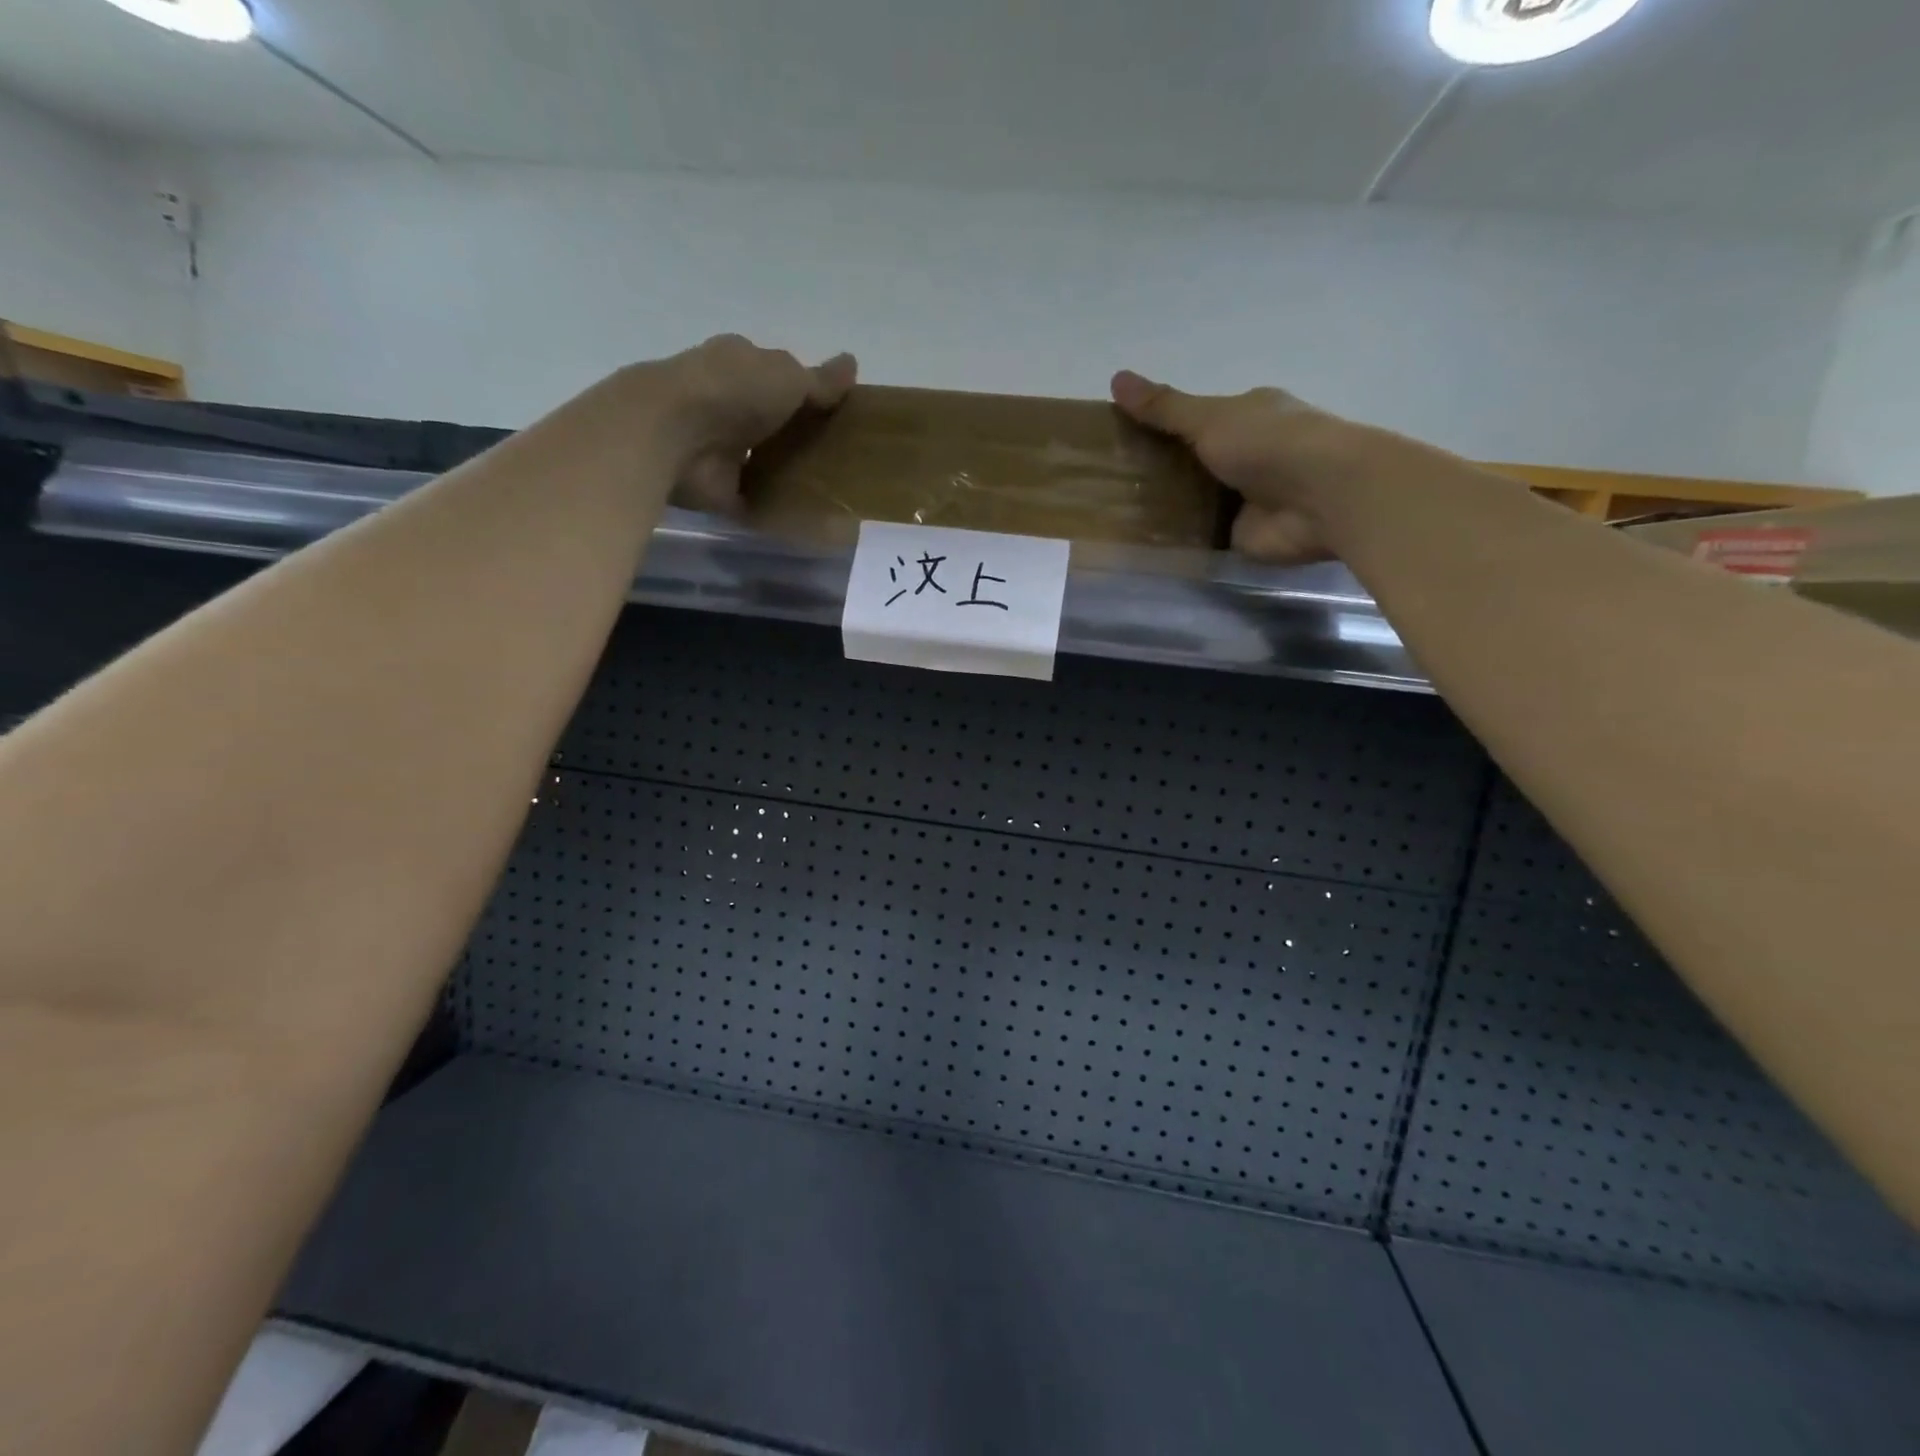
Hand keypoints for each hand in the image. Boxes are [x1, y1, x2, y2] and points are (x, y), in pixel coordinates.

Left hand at [643, 333, 857, 514]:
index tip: (834, 414)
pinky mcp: (717, 487)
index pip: (774, 374)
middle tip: (839, 457)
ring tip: (828, 491)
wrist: (676, 435)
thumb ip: (820, 380)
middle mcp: (724, 401)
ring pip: (759, 458)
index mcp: (738, 363)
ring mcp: (717, 446)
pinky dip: (773, 508)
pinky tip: (804, 518)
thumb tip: (852, 363)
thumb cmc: (734, 390)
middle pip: (768, 419)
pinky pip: (753, 499)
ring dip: (783, 472)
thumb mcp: (788, 376)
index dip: (803, 391)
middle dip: (795, 434)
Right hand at [1109, 371, 1359, 563]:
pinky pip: (1200, 537)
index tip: (1118, 439)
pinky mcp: (1240, 536)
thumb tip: (1116, 378)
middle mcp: (1247, 455)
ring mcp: (1243, 499)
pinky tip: (1140, 544)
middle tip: (1107, 482)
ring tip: (1113, 514)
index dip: (1158, 427)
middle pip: (1191, 462)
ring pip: (1193, 501)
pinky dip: (1177, 540)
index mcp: (1245, 416)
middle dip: (1156, 471)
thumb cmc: (1269, 444)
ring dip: (1164, 507)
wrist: (1322, 498)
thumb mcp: (1209, 418)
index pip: (1195, 419)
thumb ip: (1164, 407)